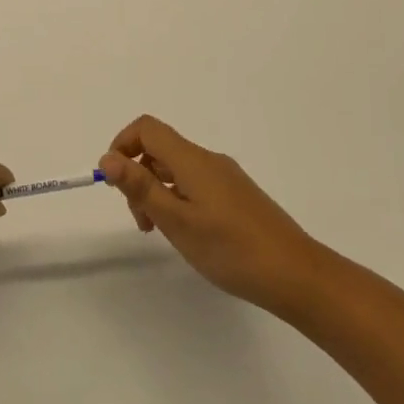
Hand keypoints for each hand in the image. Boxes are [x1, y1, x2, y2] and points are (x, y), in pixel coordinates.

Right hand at [100, 115, 325, 314]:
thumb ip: (140, 187)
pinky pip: (196, 185)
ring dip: (158, 193)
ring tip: (161, 233)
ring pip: (177, 171)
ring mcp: (226, 178)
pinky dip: (179, 201)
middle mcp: (209, 160)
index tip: (115, 183)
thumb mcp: (176, 221)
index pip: (147, 129)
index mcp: (192, 160)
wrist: (296, 274)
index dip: (122, 145)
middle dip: (138, 177)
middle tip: (141, 221)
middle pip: (160, 150)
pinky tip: (188, 235)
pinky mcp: (237, 196)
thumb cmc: (231, 249)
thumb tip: (107, 157)